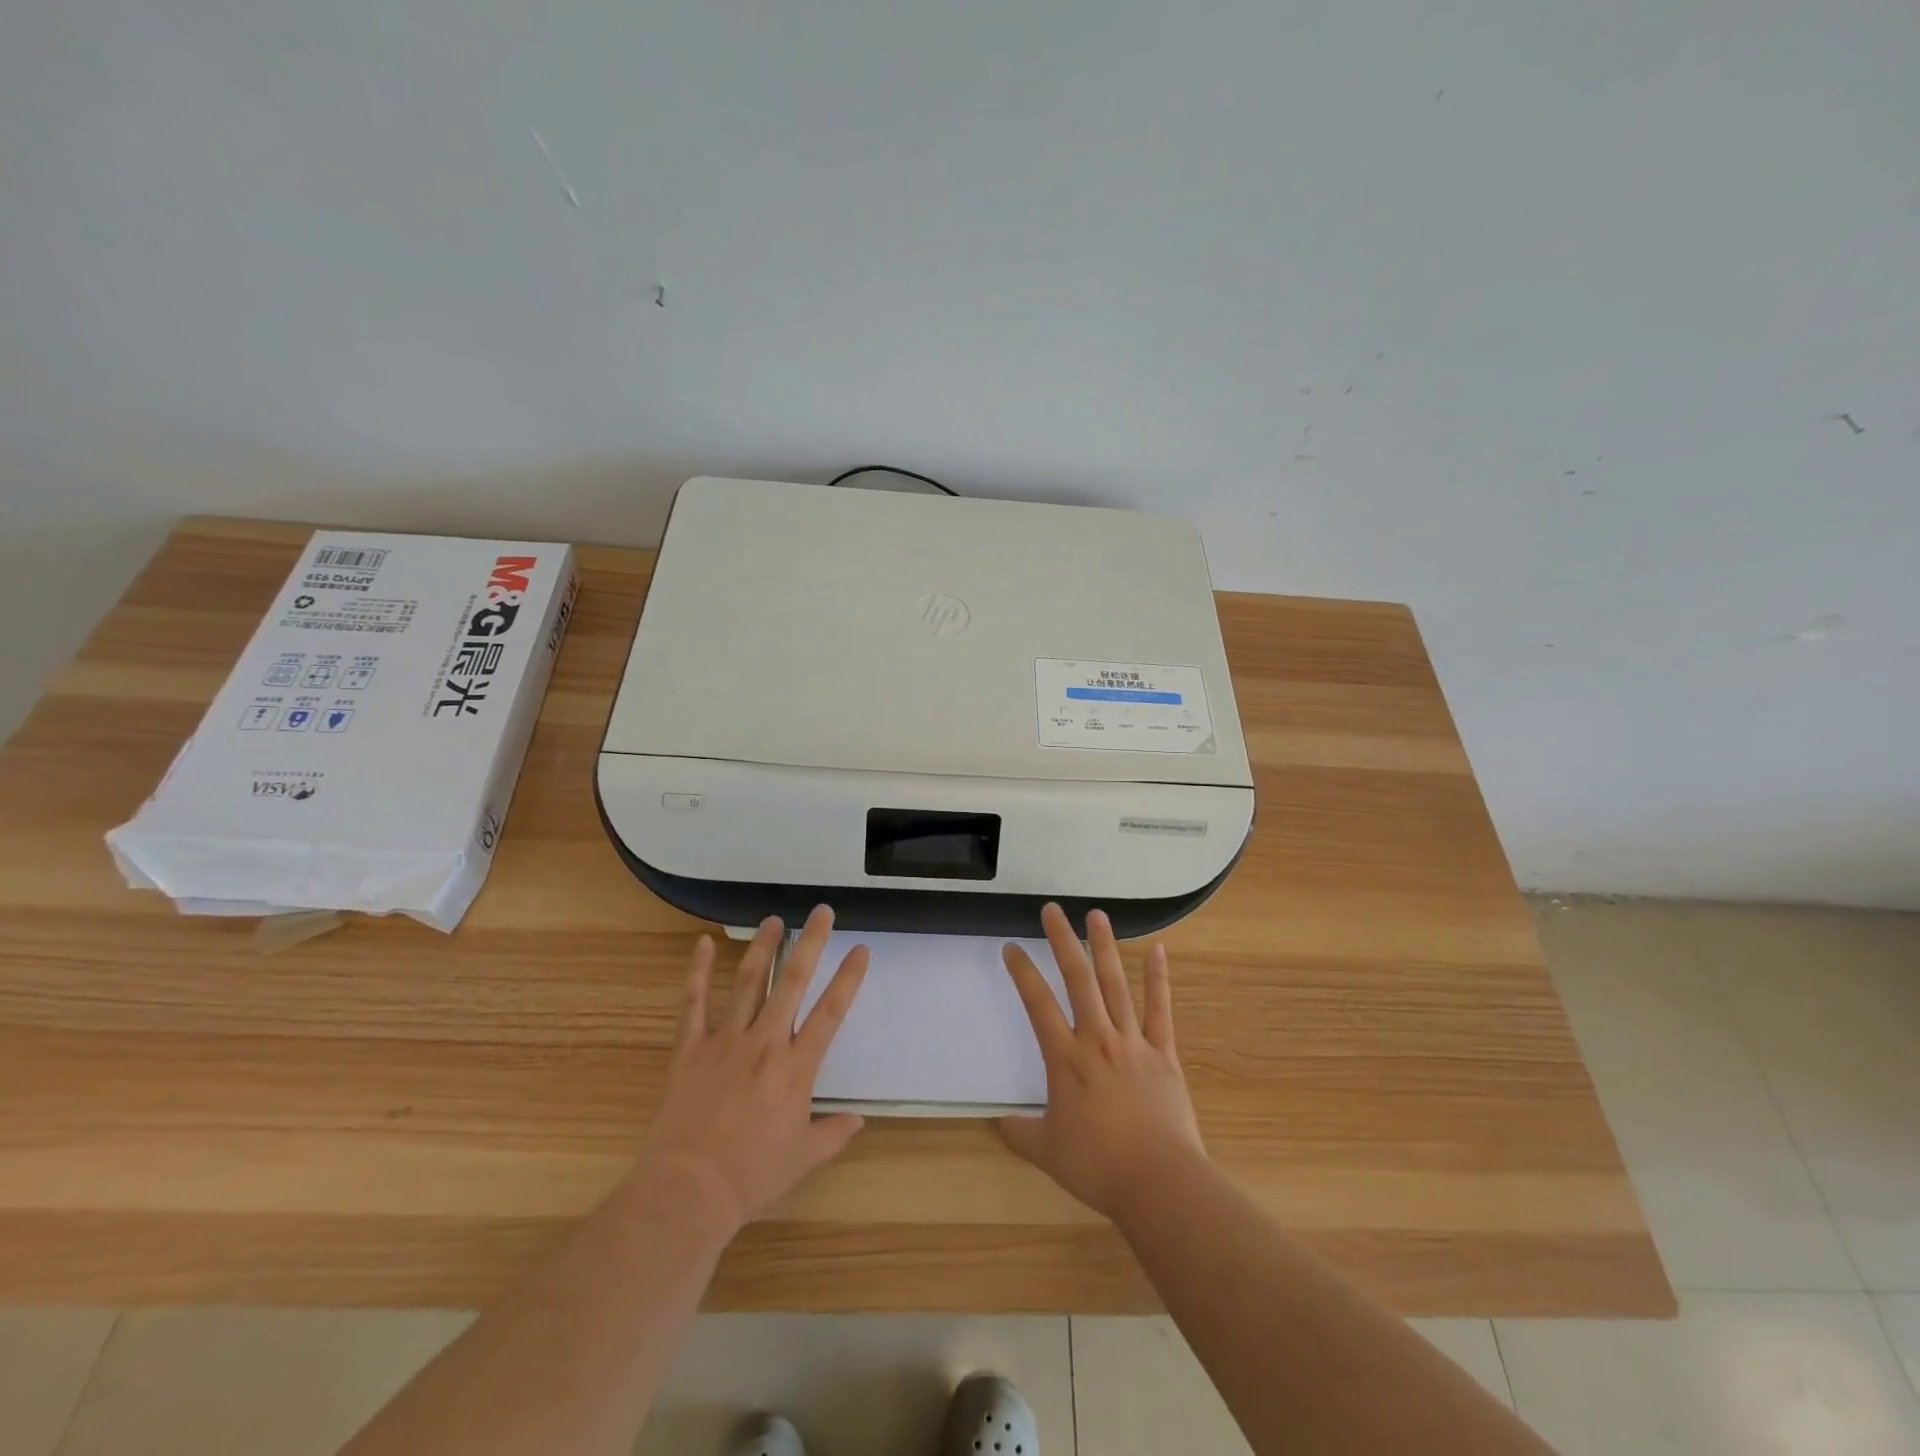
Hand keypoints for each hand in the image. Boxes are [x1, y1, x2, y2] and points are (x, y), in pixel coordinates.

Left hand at [632, 906, 869, 1234]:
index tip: (861, 949)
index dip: (848, 978)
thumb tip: (859, 1121)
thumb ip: (834, 1134)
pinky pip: (692, 1003)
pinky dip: (696, 971)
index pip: (830, 1012)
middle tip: (821, 912)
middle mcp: (765, 1043)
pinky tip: (702, 943)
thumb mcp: (803, 1158)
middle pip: (791, 982)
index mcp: (796, 1067)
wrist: (687, 1191)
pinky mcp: (689, 1049)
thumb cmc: (751, 1176)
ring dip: (762, 948)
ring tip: (774, 920)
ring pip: (747, 983)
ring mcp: (724, 1042)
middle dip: (810, 943)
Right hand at [999, 903, 1204, 1220]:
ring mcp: (1132, 1042)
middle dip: (1062, 941)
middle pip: (1078, 980)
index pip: (1038, 1004)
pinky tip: (1158, 950)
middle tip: (1052, 910)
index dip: (1022, 973)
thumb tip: (1000, 1124)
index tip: (1011, 948)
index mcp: (1065, 1059)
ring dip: (1105, 948)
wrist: (1158, 1182)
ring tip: (1096, 916)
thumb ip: (1021, 1133)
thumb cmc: (1098, 1166)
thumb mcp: (1048, 1152)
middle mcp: (1097, 1039)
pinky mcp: (1163, 1053)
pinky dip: (1158, 979)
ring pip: (1115, 984)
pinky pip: (1159, 1010)